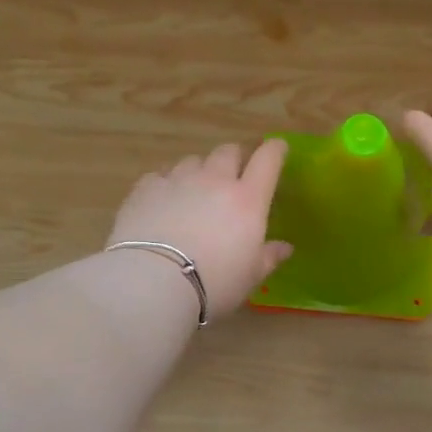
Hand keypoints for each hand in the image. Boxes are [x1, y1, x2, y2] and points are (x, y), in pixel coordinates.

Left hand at [108, 140, 292, 318]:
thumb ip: (269, 257)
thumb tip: (285, 247)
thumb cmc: (213, 283)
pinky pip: (161, 175)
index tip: (277, 148)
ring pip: (193, 161)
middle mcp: (214, 180)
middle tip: (232, 177)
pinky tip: (163, 202)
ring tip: (194, 192)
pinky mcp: (146, 188)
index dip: (275, 150)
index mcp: (247, 199)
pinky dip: (167, 183)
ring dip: (199, 171)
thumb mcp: (250, 277)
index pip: (268, 160)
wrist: (153, 282)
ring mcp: (178, 180)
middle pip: (228, 151)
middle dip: (234, 159)